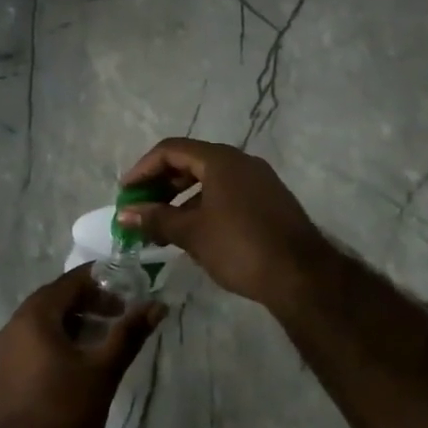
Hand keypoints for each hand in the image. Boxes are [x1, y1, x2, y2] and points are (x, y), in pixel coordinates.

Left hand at [0, 269, 164, 427]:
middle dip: (89, 302)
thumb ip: (129, 334)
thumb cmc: (65, 414)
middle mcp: (13, 326)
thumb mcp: (103, 371)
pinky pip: (34, 343)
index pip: (69, 282)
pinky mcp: (4, 375)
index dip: (101, 280)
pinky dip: (58, 341)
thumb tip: (157, 305)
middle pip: (55, 300)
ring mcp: (4, 352)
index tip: (128, 287)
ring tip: (105, 337)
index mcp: (33, 317)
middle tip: (120, 313)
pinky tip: (80, 362)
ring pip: (44, 323)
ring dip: (74, 322)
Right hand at [118, 138, 331, 313]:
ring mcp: (259, 181)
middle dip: (161, 183)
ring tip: (162, 224)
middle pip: (190, 161)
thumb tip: (124, 213)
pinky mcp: (270, 201)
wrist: (302, 277)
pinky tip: (194, 231)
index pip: (171, 150)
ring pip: (210, 179)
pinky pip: (227, 193)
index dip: (143, 168)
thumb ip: (156, 218)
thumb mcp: (192, 233)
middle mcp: (241, 162)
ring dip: (181, 197)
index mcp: (221, 160)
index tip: (125, 192)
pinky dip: (204, 204)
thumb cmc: (240, 247)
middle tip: (141, 207)